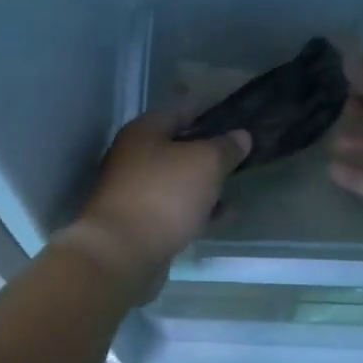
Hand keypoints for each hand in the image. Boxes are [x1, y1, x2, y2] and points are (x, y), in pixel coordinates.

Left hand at [68, 108, 250, 283]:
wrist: (122, 253)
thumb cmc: (163, 194)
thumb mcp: (205, 163)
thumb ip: (225, 147)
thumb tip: (241, 136)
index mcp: (144, 131)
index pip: (180, 109)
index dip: (209, 110)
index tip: (236, 116)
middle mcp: (134, 156)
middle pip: (178, 146)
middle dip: (209, 150)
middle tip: (240, 154)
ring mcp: (135, 191)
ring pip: (178, 179)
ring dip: (205, 183)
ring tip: (236, 186)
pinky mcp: (140, 222)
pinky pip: (175, 208)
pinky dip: (197, 210)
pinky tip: (222, 216)